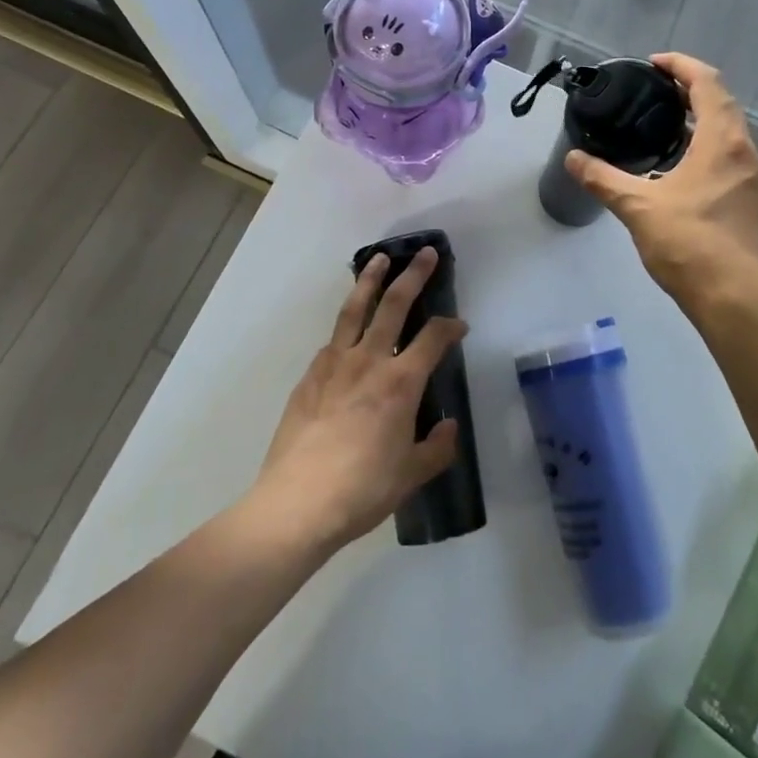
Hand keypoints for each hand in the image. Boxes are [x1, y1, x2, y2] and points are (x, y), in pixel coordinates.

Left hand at [248, 249, 465, 554]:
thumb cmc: (362, 490)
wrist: (297, 504)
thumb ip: (437, 448)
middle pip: (394, 304)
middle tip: (425, 254)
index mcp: (401, 382)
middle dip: (413, 276)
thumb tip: (449, 427)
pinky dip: (345, 327)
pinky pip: (332, 342)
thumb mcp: (412, 475)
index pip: (434, 338)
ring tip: (379, 259)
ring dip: (370, 280)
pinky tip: (347, 333)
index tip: (460, 325)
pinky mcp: (309, 376)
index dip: (451, 326)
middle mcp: (369, 360)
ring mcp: (334, 364)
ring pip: (355, 309)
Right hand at [566, 53, 757, 317]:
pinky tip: (680, 170)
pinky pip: (731, 159)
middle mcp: (746, 152)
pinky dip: (707, 148)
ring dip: (701, 120)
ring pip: (730, 133)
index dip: (681, 66)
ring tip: (663, 126)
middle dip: (690, 90)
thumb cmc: (691, 244)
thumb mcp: (638, 207)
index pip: (708, 83)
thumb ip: (603, 179)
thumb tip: (573, 158)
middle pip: (722, 104)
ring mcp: (754, 181)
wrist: (740, 303)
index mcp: (723, 141)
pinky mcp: (753, 205)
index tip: (653, 64)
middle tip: (654, 92)